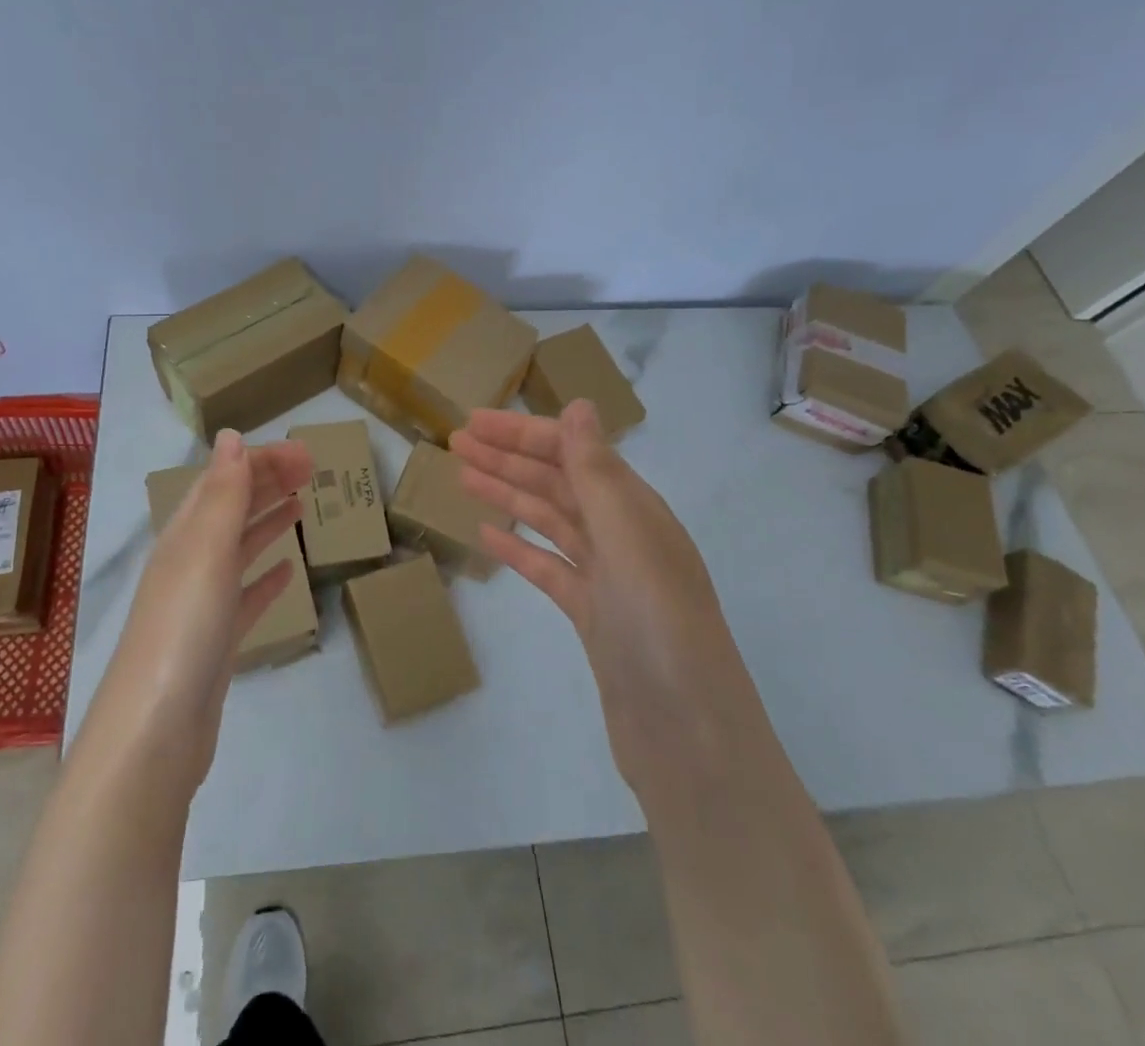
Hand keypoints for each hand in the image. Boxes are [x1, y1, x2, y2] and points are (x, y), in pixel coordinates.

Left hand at [80, 430, 311, 797]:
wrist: (155, 735)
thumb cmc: (184, 631)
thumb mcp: (205, 552)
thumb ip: (222, 494)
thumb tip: (231, 435)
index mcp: (185, 536)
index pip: (224, 480)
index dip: (262, 461)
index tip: (307, 452)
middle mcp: (190, 562)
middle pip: (232, 509)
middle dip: (268, 483)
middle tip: (314, 470)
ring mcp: (202, 604)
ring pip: (239, 549)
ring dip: (267, 521)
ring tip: (301, 505)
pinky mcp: (216, 642)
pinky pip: (246, 596)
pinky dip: (266, 577)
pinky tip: (287, 572)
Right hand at [451, 400, 754, 797]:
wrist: (688, 738)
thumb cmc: (659, 628)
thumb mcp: (628, 539)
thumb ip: (598, 472)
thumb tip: (580, 405)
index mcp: (636, 510)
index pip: (573, 453)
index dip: (524, 433)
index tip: (475, 421)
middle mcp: (623, 535)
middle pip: (558, 483)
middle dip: (509, 457)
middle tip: (456, 441)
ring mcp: (607, 578)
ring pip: (550, 522)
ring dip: (508, 495)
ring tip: (462, 477)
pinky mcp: (592, 617)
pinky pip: (549, 569)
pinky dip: (519, 549)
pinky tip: (487, 537)